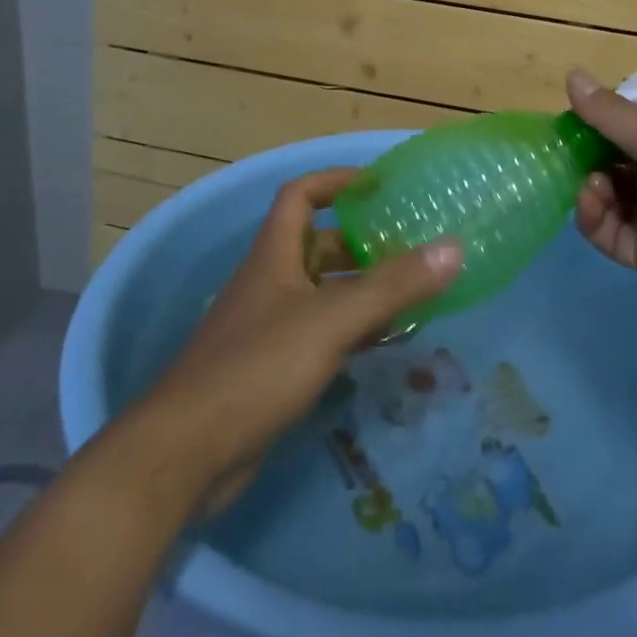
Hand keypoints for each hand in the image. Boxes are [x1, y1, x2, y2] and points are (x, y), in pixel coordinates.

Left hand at [141, 168, 461, 512]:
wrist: (183, 456)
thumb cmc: (257, 367)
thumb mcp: (332, 319)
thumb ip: (393, 285)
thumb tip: (453, 247)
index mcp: (274, 255)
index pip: (301, 195)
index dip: (336, 181)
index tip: (378, 185)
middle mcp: (268, 283)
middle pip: (317, 246)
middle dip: (361, 243)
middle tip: (410, 247)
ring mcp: (266, 328)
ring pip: (321, 293)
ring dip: (360, 289)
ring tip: (410, 293)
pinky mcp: (269, 370)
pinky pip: (318, 334)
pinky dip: (350, 331)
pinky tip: (382, 344)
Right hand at [567, 69, 636, 327]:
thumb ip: (610, 114)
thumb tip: (571, 72)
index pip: (629, 133)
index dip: (598, 128)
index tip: (569, 124)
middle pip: (615, 167)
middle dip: (588, 160)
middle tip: (564, 156)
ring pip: (608, 200)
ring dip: (590, 188)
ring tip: (591, 184)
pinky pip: (609, 234)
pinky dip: (594, 218)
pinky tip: (590, 204)